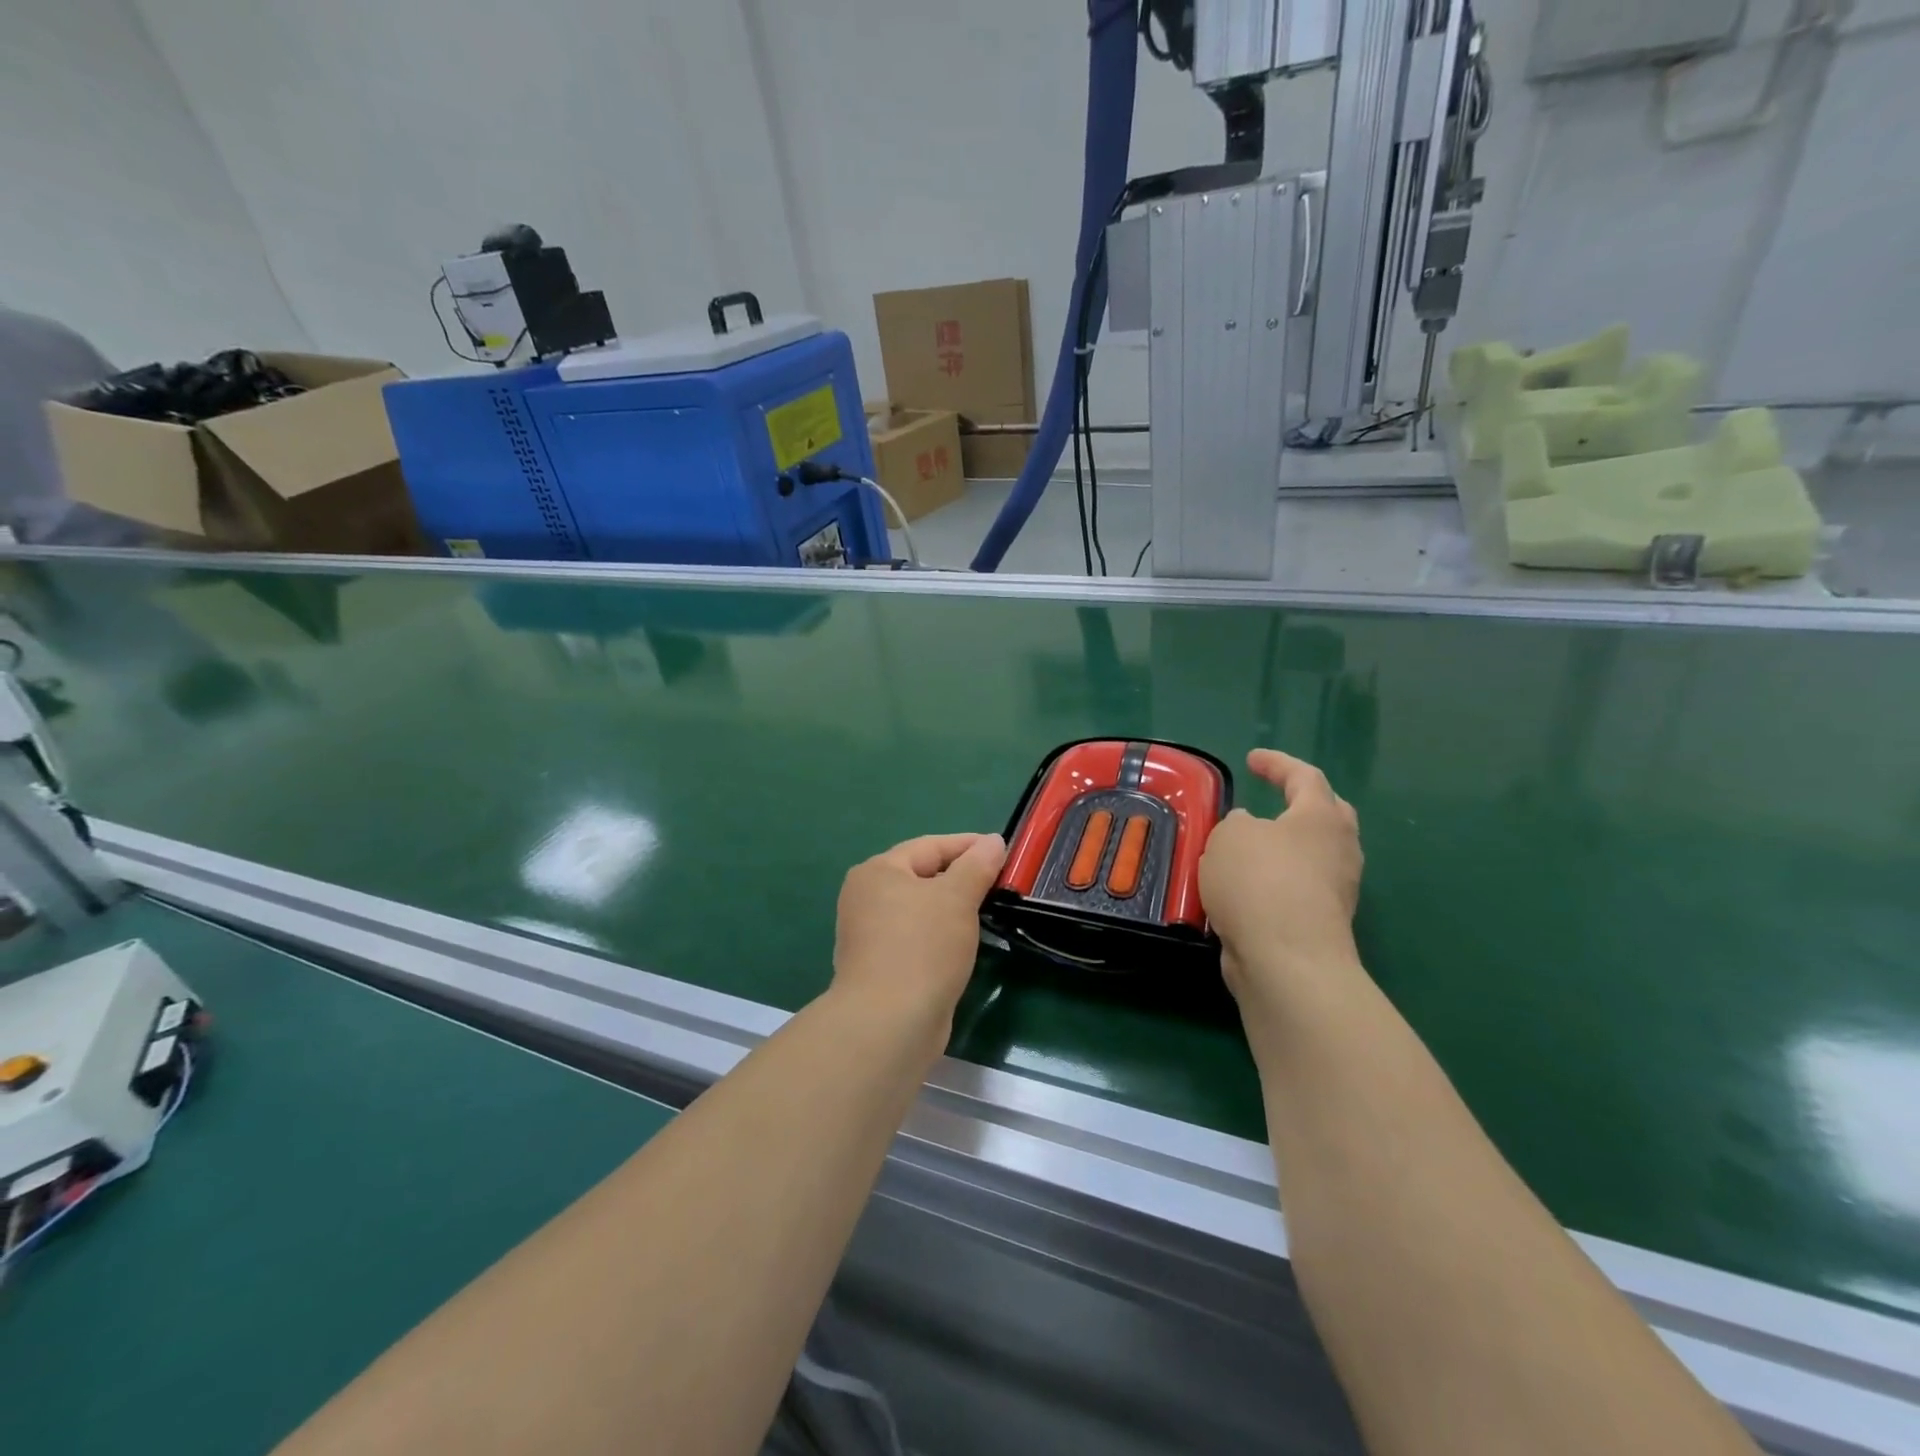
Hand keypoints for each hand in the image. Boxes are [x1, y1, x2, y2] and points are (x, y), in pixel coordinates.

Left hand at [832, 833, 1006, 1034]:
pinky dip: (941, 935)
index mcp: (877, 872)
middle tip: (1000, 883)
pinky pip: (917, 938)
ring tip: (988, 912)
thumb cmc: (922, 948)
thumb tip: (993, 841)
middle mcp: (866, 898)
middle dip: (961, 877)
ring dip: (952, 909)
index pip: (930, 846)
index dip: (968, 845)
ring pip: (920, 909)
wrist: (889, 1024)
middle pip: (922, 876)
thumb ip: (977, 865)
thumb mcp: (957, 898)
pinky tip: (964, 945)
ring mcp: (869, 934)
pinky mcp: (879, 966)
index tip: (1004, 851)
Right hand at [1200, 750, 1363, 1004]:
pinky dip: (1275, 879)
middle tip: (1277, 797)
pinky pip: (1299, 887)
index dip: (1277, 763)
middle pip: (1328, 814)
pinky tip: (1245, 887)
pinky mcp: (1322, 922)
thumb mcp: (1230, 836)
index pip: (1304, 776)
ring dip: (1286, 846)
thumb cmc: (1259, 881)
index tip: (1252, 759)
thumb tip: (1251, 830)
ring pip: (1314, 854)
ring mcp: (1336, 889)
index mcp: (1321, 817)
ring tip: (1249, 846)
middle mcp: (1339, 849)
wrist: (1286, 959)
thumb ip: (1237, 824)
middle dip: (1303, 802)